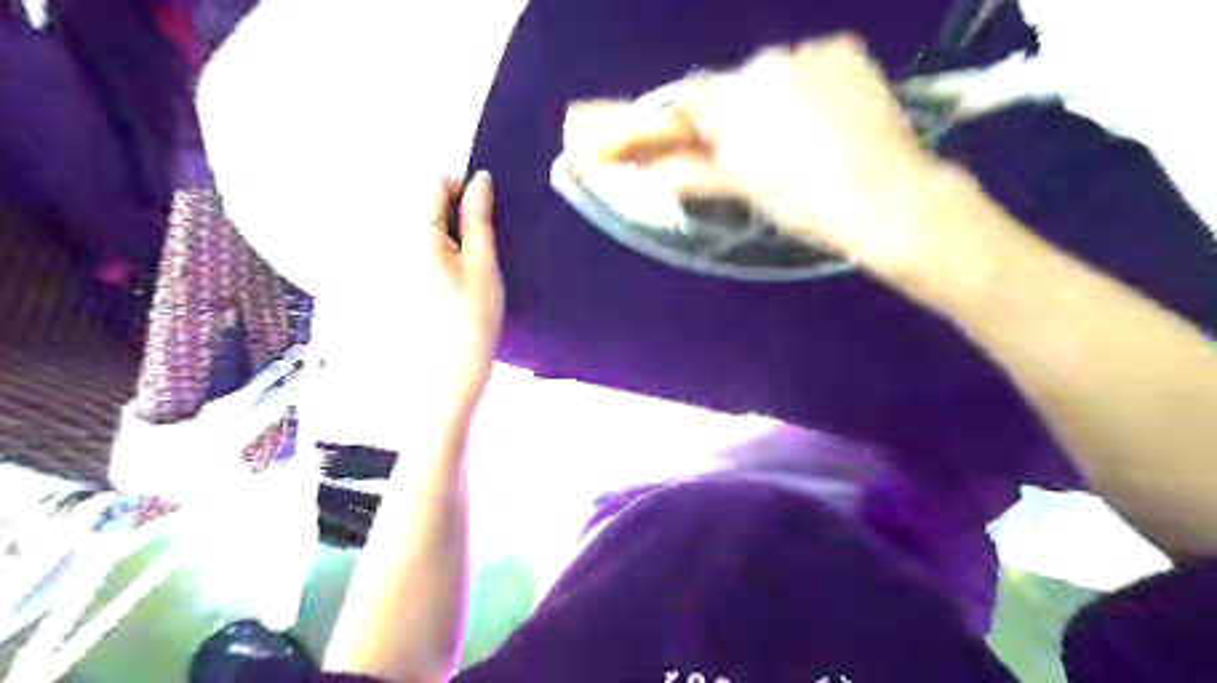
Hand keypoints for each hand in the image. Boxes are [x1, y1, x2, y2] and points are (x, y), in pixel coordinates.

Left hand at [310, 167, 506, 436]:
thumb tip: (482, 181)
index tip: (487, 211)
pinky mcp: (392, 280)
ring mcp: (389, 263)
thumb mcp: (483, 266)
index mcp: (414, 236)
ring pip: (421, 227)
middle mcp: (392, 243)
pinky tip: (453, 279)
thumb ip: (479, 220)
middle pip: (424, 205)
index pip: (434, 185)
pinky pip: (414, 249)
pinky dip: (437, 252)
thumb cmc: (472, 323)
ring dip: (447, 233)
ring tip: (468, 265)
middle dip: (455, 213)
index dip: (464, 189)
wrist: (448, 377)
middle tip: (481, 244)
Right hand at [567, 34, 954, 273]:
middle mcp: (764, 64)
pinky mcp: (845, 50)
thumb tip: (649, 170)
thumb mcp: (743, 189)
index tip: (697, 139)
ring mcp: (808, 52)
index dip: (687, 120)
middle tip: (760, 152)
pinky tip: (829, 117)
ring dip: (776, 97)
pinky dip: (811, 84)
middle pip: (734, 86)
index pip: (688, 99)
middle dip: (737, 113)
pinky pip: (812, 63)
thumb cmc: (804, 204)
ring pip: (774, 73)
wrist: (885, 198)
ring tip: (803, 138)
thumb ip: (691, 172)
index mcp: (733, 104)